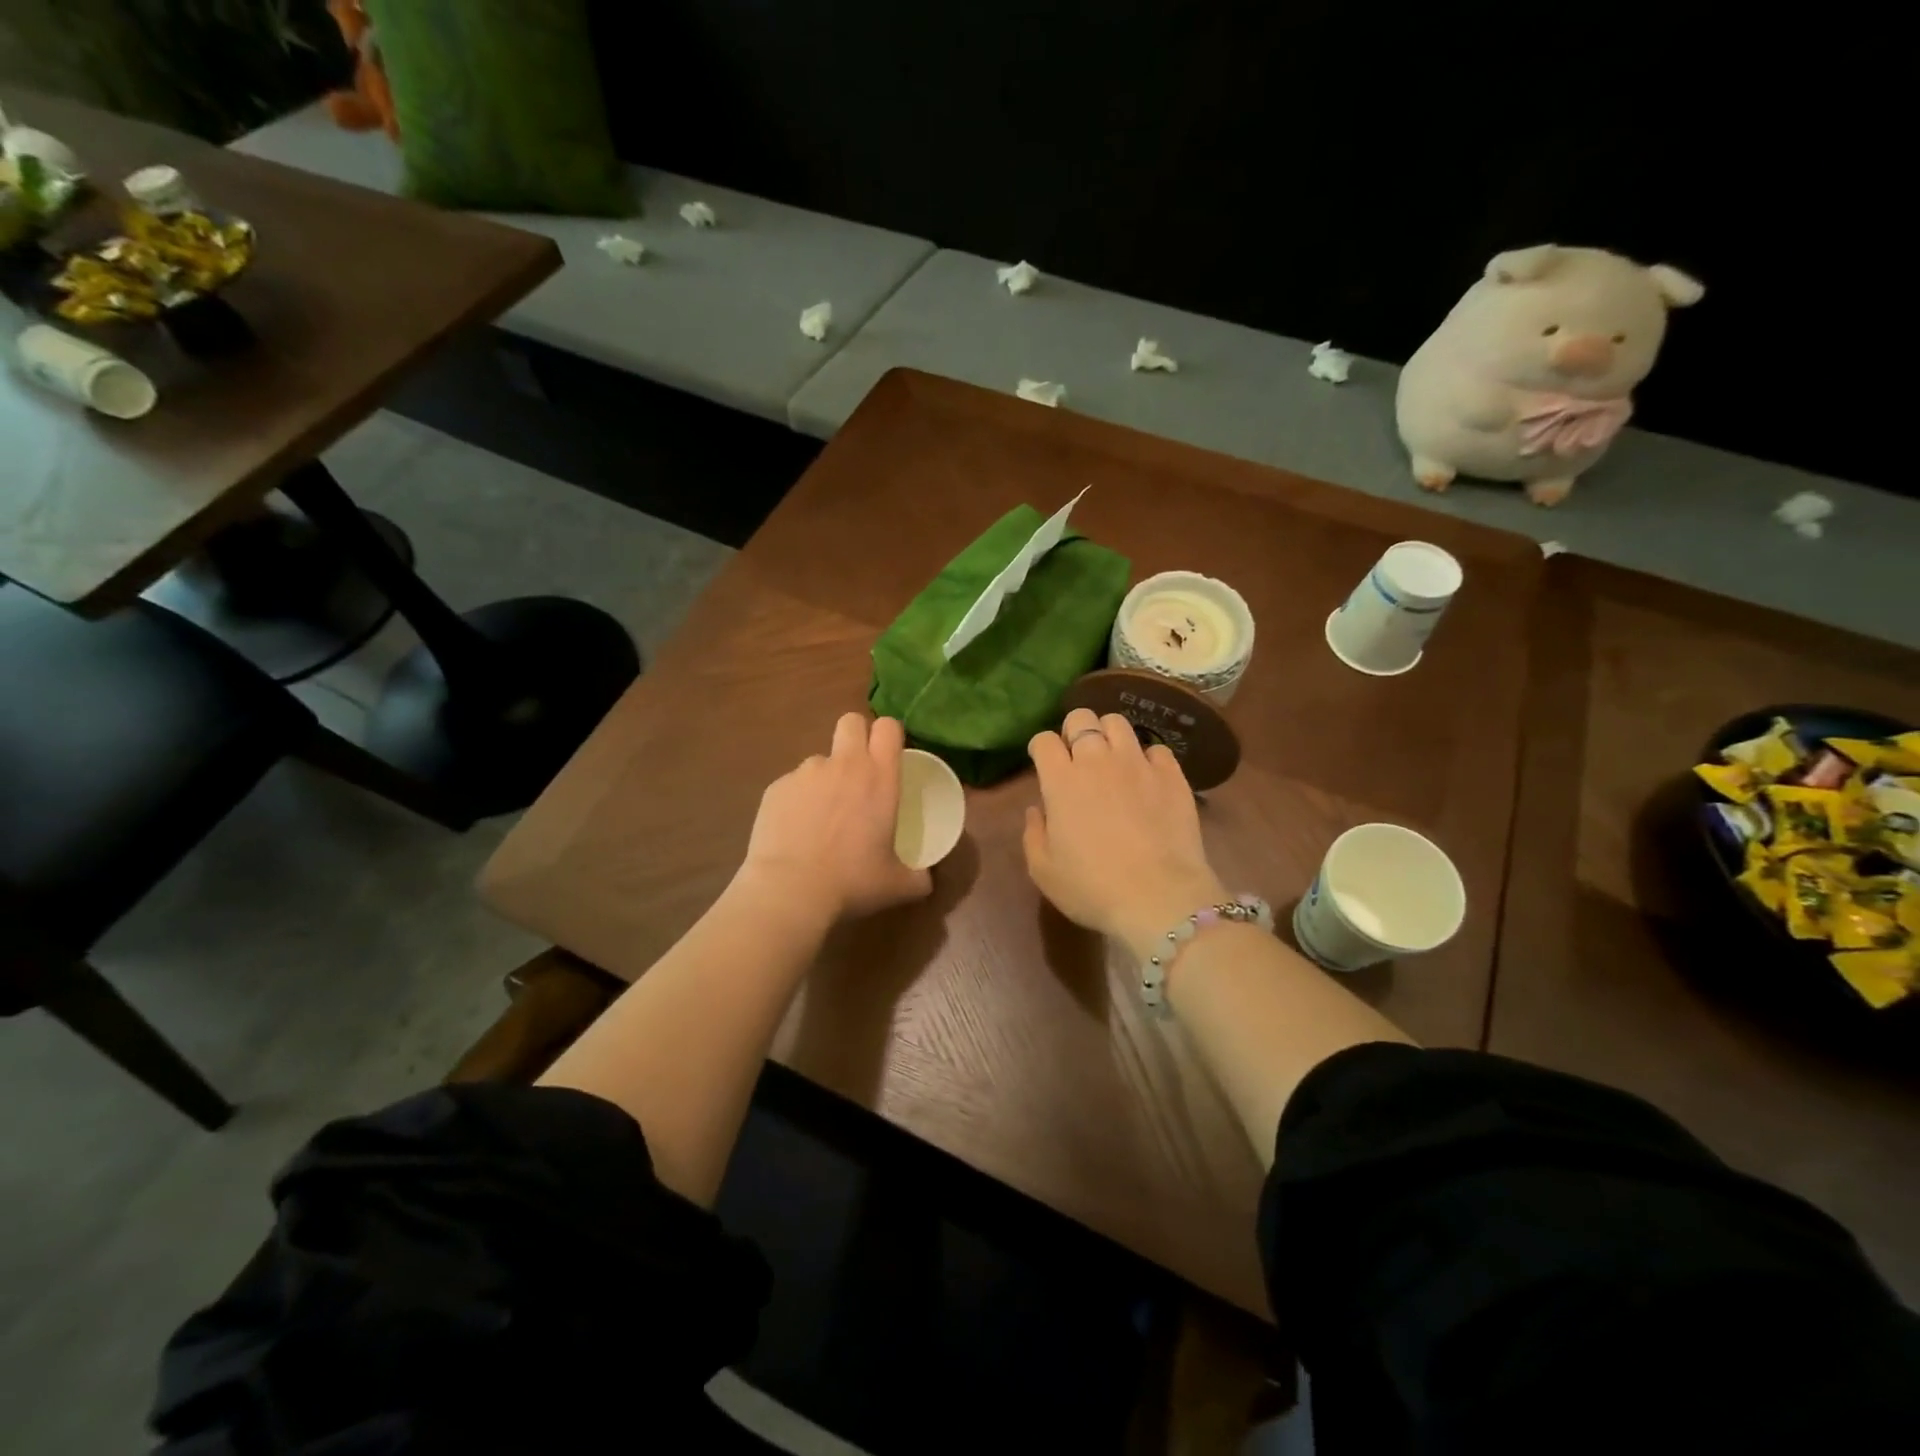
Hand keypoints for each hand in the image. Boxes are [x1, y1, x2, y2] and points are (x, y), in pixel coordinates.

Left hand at [739, 713, 931, 920]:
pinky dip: (798, 800)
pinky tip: (796, 831)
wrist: (790, 890)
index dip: (889, 735)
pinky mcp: (776, 787)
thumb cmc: (853, 881)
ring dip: (825, 777)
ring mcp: (805, 773)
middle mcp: (844, 764)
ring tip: (822, 815)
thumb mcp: (898, 884)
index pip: (888, 726)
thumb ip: (919, 876)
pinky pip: (793, 784)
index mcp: (879, 777)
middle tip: (858, 772)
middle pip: (851, 722)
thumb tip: (926, 879)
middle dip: (856, 736)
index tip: (889, 755)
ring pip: (819, 758)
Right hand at [1024, 708, 1226, 958]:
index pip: (1044, 740)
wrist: (1159, 898)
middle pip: (1081, 718)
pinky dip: (1147, 758)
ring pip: (1119, 723)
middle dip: (1074, 730)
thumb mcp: (1043, 870)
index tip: (1043, 763)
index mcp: (1061, 780)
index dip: (1040, 748)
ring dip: (1109, 734)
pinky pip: (1157, 749)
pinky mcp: (1172, 775)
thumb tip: (1036, 809)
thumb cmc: (1092, 888)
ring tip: (1111, 757)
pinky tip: (1146, 777)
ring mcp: (1138, 764)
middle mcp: (1097, 760)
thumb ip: (1033, 833)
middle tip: (1077, 754)